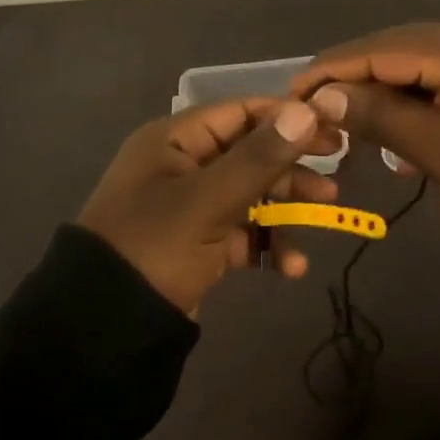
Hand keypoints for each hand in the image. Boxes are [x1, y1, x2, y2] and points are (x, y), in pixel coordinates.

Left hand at [77, 98, 342, 314]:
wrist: (104, 329)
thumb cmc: (155, 246)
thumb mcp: (209, 200)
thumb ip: (259, 157)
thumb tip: (305, 110)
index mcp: (174, 140)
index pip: (239, 112)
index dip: (285, 118)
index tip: (330, 129)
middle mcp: (181, 165)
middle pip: (248, 153)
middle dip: (291, 165)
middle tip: (335, 171)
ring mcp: (189, 206)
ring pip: (249, 193)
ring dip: (286, 206)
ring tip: (327, 212)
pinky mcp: (195, 243)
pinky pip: (239, 232)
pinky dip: (266, 244)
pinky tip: (291, 267)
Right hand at [291, 20, 439, 239]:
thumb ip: (382, 117)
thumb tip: (324, 95)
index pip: (379, 49)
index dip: (330, 70)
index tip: (289, 95)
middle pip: (392, 51)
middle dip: (350, 80)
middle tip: (310, 113)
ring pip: (412, 66)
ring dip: (378, 93)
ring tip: (343, 124)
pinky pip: (436, 79)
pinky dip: (409, 102)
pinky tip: (393, 131)